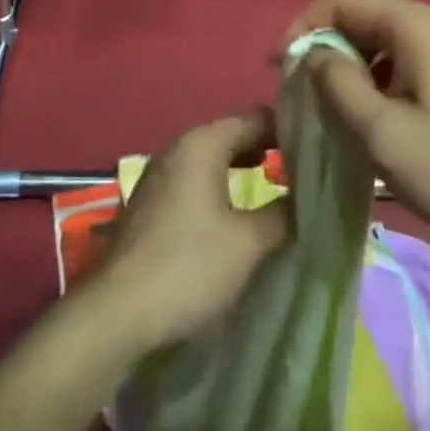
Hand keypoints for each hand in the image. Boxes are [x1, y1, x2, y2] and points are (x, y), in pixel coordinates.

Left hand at [96, 109, 290, 347]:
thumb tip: (304, 199)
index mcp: (203, 142)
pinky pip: (194, 180)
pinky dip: (218, 187)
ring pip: (211, 159)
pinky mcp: (149, 202)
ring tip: (271, 192)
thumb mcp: (248, 243)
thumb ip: (282, 213)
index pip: (255, 117)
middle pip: (232, 134)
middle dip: (265, 150)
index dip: (287, 131)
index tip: (312, 153)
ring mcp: (159, 173)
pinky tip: (232, 216)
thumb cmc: (188, 266)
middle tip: (298, 173)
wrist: (117, 312)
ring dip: (241, 171)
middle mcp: (179, 146)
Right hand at [286, 0, 429, 248]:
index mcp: (412, 24)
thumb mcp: (384, 133)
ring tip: (330, 108)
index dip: (304, 25)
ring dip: (349, 64)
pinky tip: (370, 115)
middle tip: (302, 92)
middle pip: (361, 14)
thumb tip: (314, 55)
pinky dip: (376, 76)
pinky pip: (402, 56)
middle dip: (325, 46)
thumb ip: (340, 85)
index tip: (283, 68)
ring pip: (380, 38)